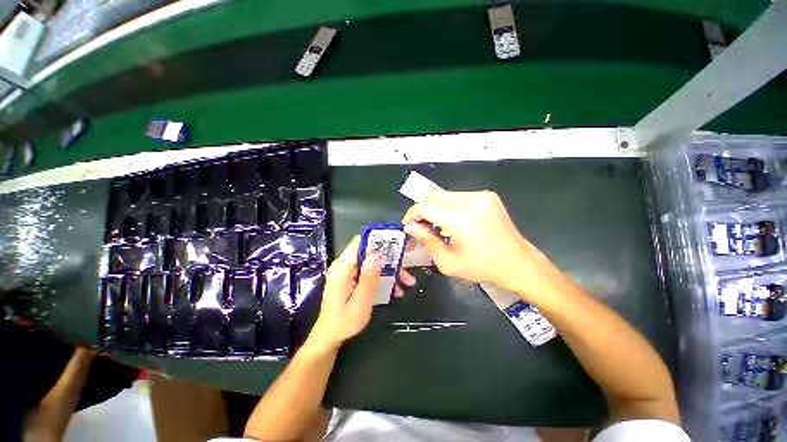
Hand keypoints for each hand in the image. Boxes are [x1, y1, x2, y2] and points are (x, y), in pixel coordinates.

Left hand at [305, 236, 415, 352]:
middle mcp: (344, 265)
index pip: (359, 242)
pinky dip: (383, 277)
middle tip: (407, 263)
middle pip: (369, 251)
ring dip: (390, 269)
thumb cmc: (344, 323)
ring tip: (407, 282)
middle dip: (390, 257)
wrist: (330, 336)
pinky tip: (395, 290)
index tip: (396, 241)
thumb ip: (368, 279)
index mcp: (342, 268)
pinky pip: (370, 271)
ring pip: (373, 262)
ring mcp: (348, 271)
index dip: (377, 238)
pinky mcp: (352, 277)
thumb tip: (376, 255)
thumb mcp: (360, 303)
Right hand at [402, 190, 562, 298]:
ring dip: (434, 207)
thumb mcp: (448, 263)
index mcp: (462, 220)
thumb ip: (427, 241)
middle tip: (419, 226)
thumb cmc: (483, 268)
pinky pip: (457, 196)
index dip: (413, 214)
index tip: (409, 225)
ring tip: (434, 225)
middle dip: (421, 210)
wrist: (518, 263)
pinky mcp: (487, 195)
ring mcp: (481, 196)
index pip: (426, 205)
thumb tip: (410, 227)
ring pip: (444, 194)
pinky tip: (450, 221)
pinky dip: (447, 206)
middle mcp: (472, 201)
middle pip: (433, 195)